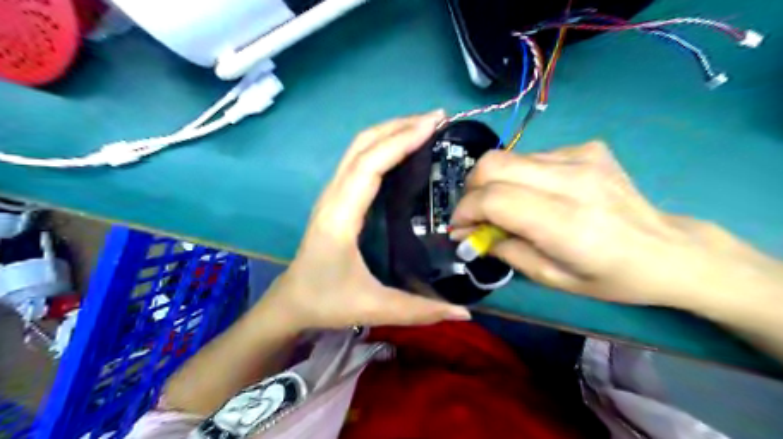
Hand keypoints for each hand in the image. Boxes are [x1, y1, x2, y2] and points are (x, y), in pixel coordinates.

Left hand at [262, 112, 470, 331]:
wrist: (291, 302)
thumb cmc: (327, 301)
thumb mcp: (374, 308)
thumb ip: (420, 311)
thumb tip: (466, 313)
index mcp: (340, 216)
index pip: (370, 165)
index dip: (401, 140)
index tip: (434, 125)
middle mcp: (333, 196)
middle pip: (362, 145)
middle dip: (399, 125)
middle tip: (438, 119)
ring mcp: (331, 194)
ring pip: (358, 148)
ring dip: (390, 130)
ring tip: (425, 127)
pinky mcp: (335, 197)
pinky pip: (358, 159)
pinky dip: (382, 145)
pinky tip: (403, 149)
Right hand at [450, 141, 778, 307]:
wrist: (668, 250)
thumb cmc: (611, 276)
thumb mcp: (552, 278)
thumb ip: (505, 251)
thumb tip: (467, 235)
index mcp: (566, 222)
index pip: (493, 198)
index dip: (465, 210)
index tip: (460, 228)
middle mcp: (572, 180)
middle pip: (493, 164)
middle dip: (471, 189)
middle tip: (475, 213)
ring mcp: (581, 157)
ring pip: (509, 157)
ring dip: (494, 182)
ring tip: (505, 206)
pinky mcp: (588, 148)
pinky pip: (533, 156)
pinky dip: (520, 176)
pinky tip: (537, 194)